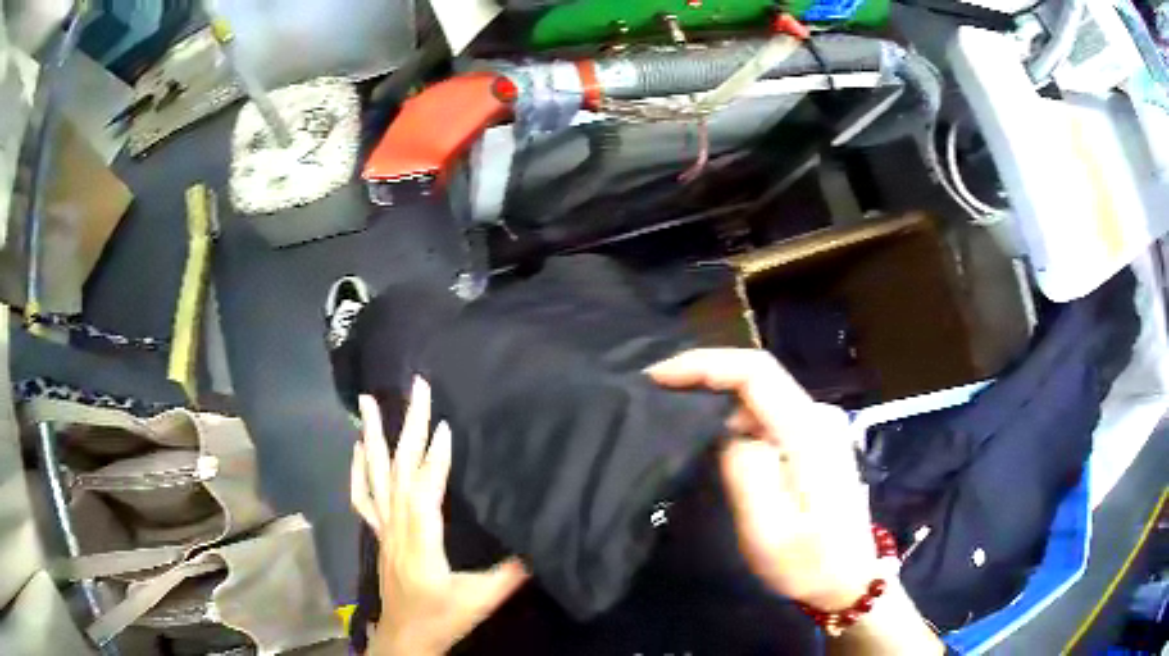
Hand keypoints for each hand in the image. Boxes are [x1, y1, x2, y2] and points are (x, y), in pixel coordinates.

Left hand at [350, 379, 528, 655]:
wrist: (405, 637)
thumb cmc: (442, 619)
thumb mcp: (480, 600)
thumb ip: (510, 573)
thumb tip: (541, 545)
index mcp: (421, 542)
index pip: (425, 490)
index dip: (435, 457)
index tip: (443, 422)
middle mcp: (397, 528)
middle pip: (398, 470)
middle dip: (407, 426)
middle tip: (413, 387)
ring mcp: (383, 529)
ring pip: (375, 476)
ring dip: (374, 436)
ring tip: (369, 401)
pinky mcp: (379, 534)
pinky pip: (363, 496)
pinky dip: (358, 468)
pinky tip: (359, 447)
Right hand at [647, 349, 879, 609]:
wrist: (848, 579)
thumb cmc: (808, 563)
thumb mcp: (768, 530)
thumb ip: (746, 471)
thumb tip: (728, 433)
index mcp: (809, 433)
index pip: (756, 372)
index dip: (705, 363)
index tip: (659, 376)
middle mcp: (818, 417)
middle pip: (758, 375)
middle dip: (705, 374)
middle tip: (656, 392)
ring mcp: (819, 427)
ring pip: (761, 393)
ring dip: (717, 395)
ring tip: (674, 410)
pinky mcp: (814, 441)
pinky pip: (768, 413)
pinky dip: (733, 414)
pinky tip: (711, 432)